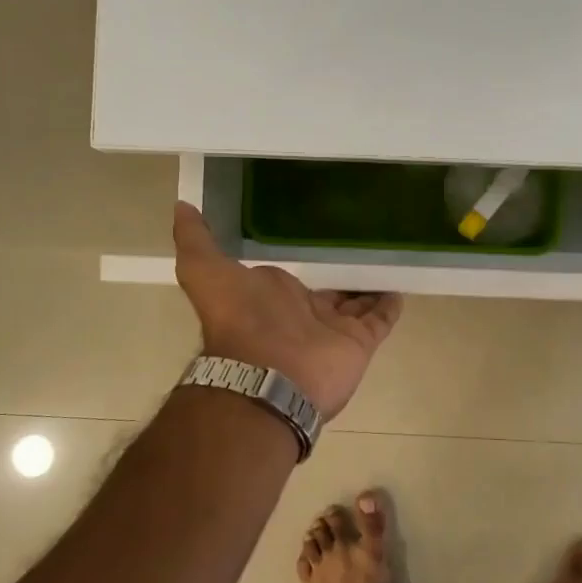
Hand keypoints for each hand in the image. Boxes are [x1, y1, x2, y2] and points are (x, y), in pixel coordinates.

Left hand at [173, 202, 402, 418]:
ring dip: (369, 287)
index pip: (295, 279)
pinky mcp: (359, 342)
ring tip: (388, 259)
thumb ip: (195, 241)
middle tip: (364, 245)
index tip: (321, 239)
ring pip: (356, 304)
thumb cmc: (240, 320)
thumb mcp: (204, 272)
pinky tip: (400, 285)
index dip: (307, 263)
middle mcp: (304, 314)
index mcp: (273, 298)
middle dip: (343, 276)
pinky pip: (380, 320)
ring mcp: (334, 329)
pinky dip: (390, 305)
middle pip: (329, 292)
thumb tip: (181, 206)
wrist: (268, 376)